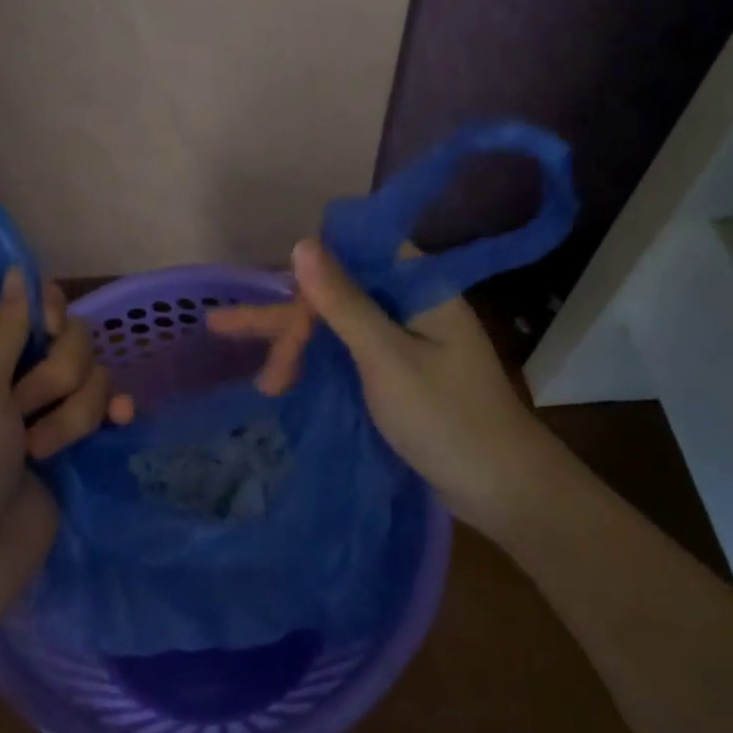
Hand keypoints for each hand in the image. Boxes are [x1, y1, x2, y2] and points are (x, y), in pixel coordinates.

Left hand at [0, 269, 133, 642]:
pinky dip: (111, 412)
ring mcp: (40, 414)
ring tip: (42, 450)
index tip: (48, 331)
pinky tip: (120, 421)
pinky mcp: (68, 446)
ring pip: (90, 375)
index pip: (25, 305)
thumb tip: (19, 269)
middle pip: (68, 338)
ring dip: (75, 410)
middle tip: (25, 408)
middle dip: (59, 373)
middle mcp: (10, 377)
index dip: (45, 313)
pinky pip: (104, 408)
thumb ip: (5, 329)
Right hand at [208, 239, 563, 541]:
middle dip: (291, 315)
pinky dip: (318, 362)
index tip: (277, 294)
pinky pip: (348, 350)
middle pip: (339, 289)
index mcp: (419, 285)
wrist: (504, 490)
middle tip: (229, 332)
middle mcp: (410, 301)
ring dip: (298, 343)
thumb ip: (343, 302)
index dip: (313, 265)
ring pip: (338, 322)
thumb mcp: (387, 359)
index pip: (355, 249)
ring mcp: (404, 337)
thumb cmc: (447, 420)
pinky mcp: (399, 368)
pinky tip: (285, 378)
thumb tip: (303, 242)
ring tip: (259, 378)